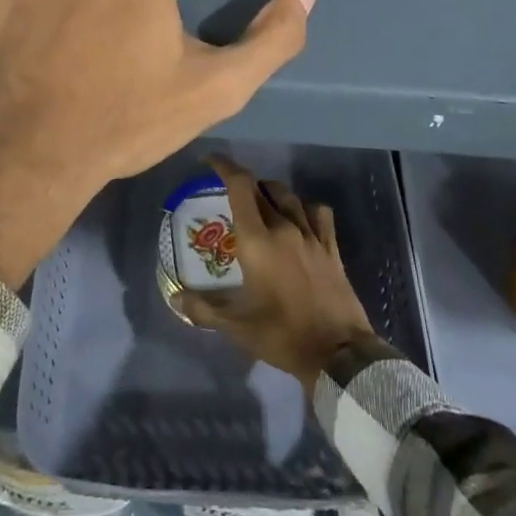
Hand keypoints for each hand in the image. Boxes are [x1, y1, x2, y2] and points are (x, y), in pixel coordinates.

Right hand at [179, 154, 376, 390]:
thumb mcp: (237, 327)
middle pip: (261, 187)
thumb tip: (176, 298)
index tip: (210, 161)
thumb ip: (204, 309)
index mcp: (257, 240)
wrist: (339, 353)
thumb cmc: (283, 336)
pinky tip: (298, 218)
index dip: (224, 167)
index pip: (240, 186)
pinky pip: (318, 213)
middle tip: (229, 193)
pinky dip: (304, 207)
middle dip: (243, 183)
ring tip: (261, 203)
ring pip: (288, 195)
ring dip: (271, 192)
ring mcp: (311, 235)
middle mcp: (283, 227)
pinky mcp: (331, 247)